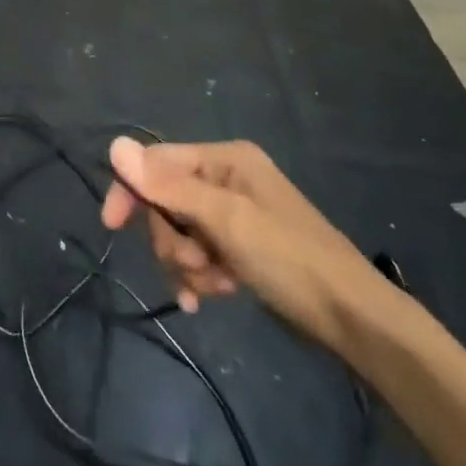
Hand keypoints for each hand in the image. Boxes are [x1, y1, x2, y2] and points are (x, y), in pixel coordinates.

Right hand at [101, 137, 387, 354]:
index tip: (111, 225)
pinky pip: (200, 253)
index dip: (131, 189)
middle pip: (166, 201)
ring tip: (212, 286)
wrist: (354, 320)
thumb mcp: (225, 220)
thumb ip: (169, 186)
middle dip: (172, 239)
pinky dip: (201, 275)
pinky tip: (214, 297)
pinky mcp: (240, 246)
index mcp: (224, 159)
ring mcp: (234, 214)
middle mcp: (226, 178)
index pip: (157, 161)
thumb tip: (115, 145)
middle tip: (195, 266)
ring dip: (187, 263)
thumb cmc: (289, 259)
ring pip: (180, 232)